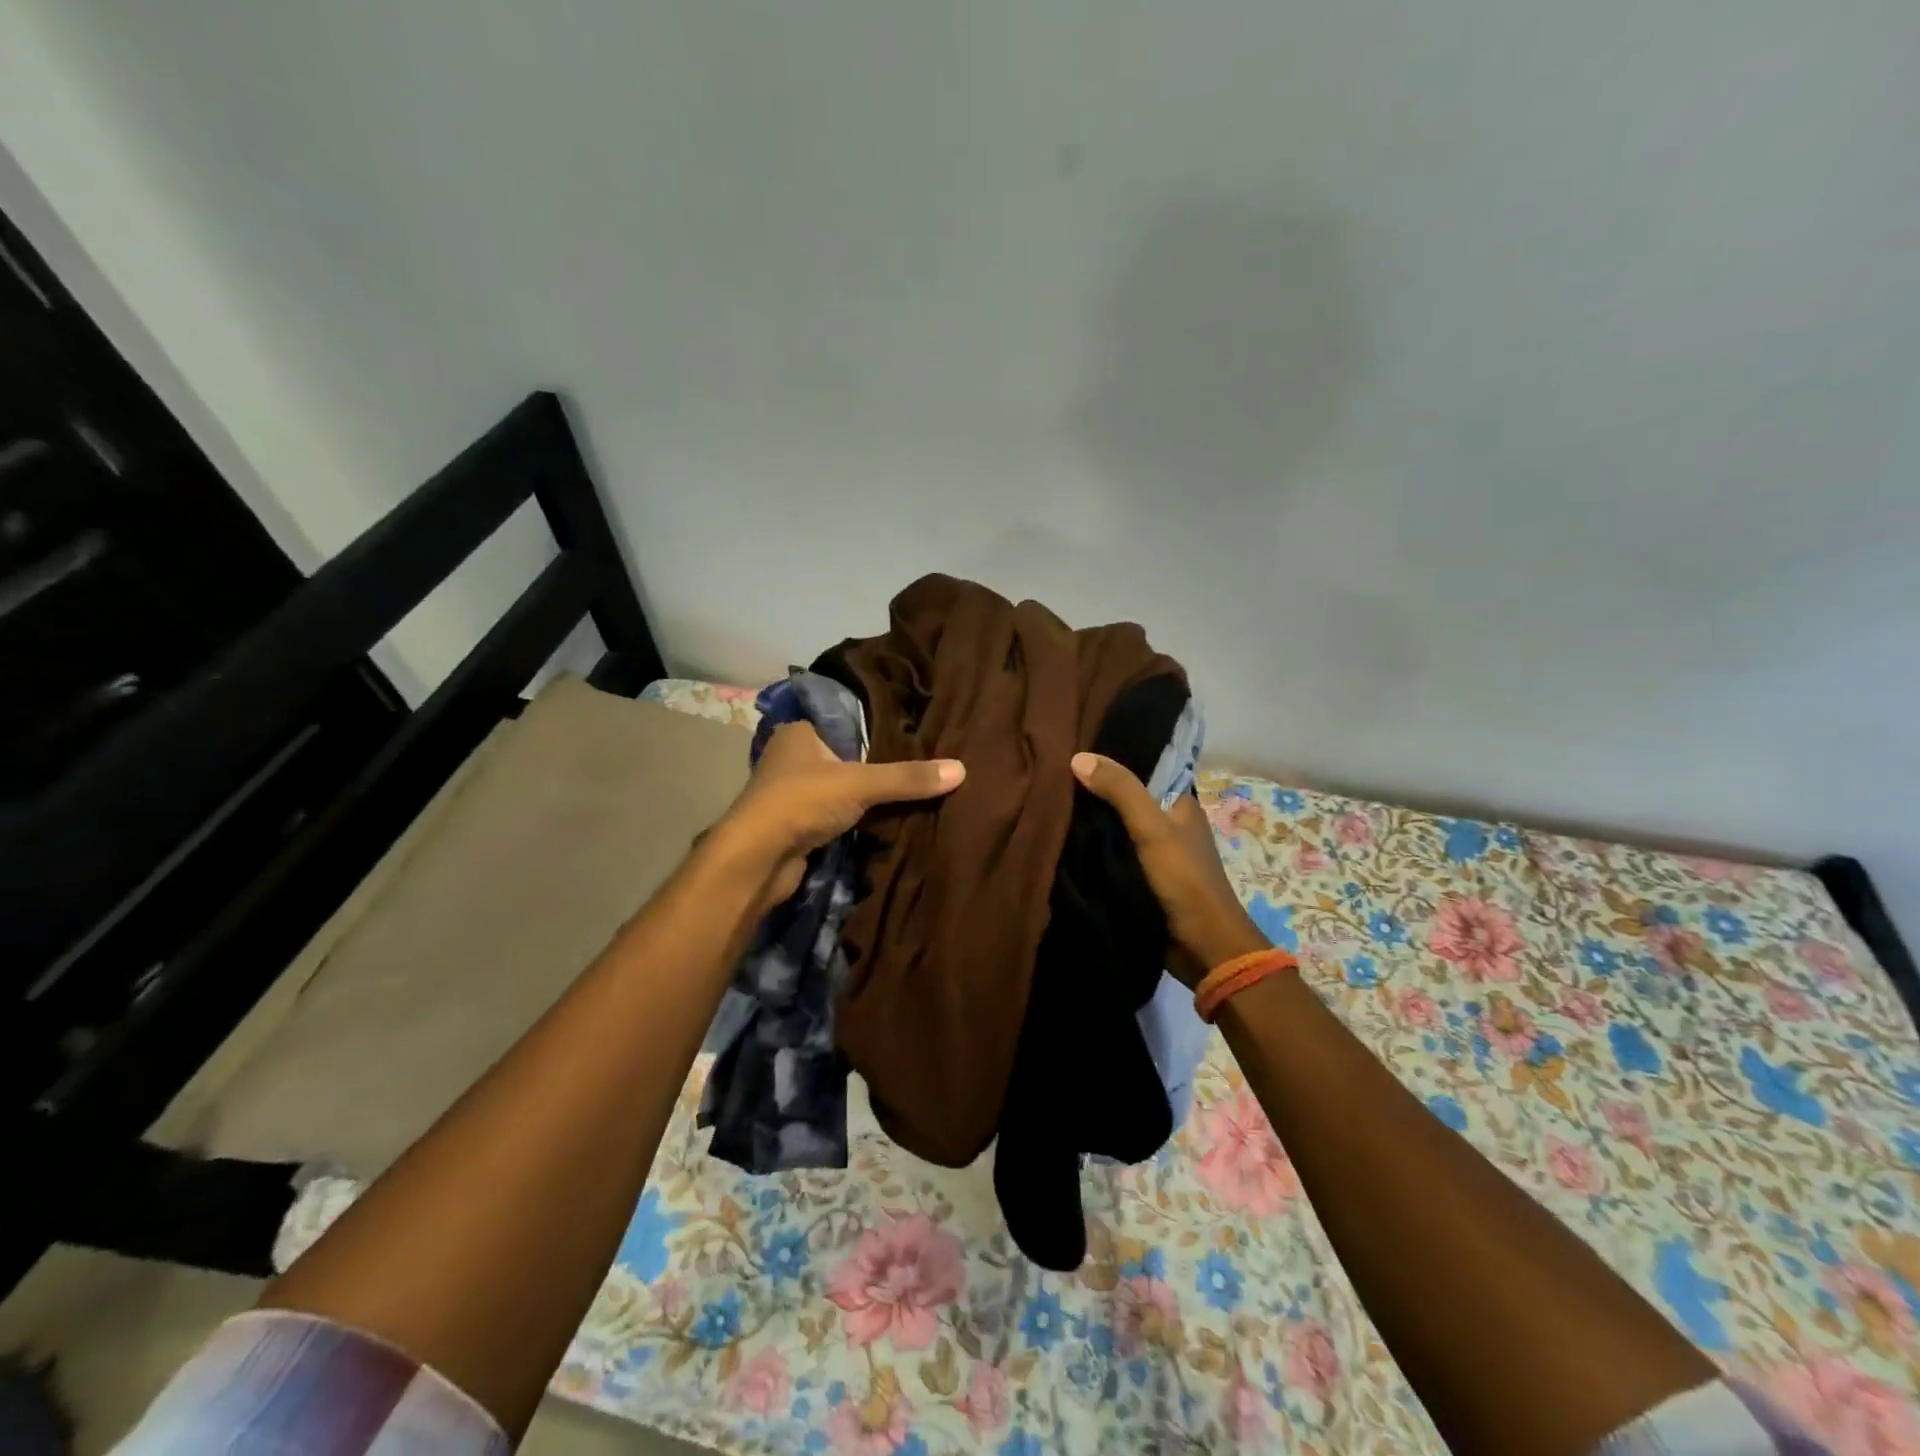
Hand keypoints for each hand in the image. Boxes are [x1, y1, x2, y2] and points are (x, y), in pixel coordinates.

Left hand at [718, 722, 964, 909]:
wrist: (757, 859)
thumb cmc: (802, 802)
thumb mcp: (862, 783)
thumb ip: (908, 778)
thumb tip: (963, 769)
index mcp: (798, 732)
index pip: (844, 721)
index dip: (874, 728)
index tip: (910, 734)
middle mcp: (791, 758)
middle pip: (843, 757)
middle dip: (872, 766)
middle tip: (917, 767)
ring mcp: (789, 794)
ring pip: (837, 789)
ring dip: (861, 797)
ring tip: (907, 795)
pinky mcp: (793, 826)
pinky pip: (832, 816)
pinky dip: (851, 820)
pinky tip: (880, 823)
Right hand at [1071, 752, 1268, 984]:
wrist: (1202, 946)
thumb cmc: (1184, 879)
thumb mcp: (1152, 828)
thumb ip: (1120, 791)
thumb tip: (1078, 756)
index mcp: (1180, 803)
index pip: (1145, 767)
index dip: (1114, 756)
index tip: (1077, 743)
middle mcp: (1167, 823)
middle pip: (1126, 797)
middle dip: (1095, 788)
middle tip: (1052, 770)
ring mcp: (1153, 853)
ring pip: (1115, 826)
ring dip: (1090, 819)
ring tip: (1048, 798)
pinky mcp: (1140, 878)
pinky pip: (1110, 853)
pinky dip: (1092, 846)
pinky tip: (1062, 836)